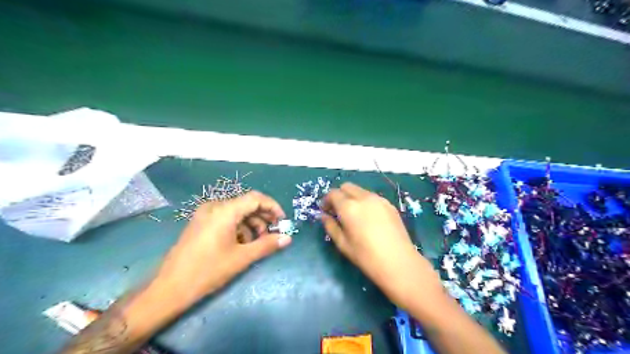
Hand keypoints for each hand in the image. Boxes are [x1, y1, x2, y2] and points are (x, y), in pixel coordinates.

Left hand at [153, 191, 291, 303]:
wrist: (169, 288)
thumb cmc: (208, 271)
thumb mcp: (242, 258)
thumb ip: (267, 245)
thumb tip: (288, 238)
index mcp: (225, 210)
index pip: (256, 198)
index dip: (273, 207)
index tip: (282, 221)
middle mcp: (214, 206)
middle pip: (246, 204)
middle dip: (263, 217)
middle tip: (273, 233)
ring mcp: (205, 214)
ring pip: (237, 212)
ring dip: (251, 223)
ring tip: (258, 242)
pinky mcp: (201, 222)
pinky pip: (226, 218)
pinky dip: (238, 227)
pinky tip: (242, 243)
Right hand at [321, 182, 438, 306]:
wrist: (398, 262)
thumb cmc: (366, 256)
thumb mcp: (342, 244)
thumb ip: (330, 226)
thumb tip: (324, 216)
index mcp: (349, 206)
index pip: (333, 193)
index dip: (326, 201)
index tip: (325, 211)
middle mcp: (363, 197)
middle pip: (347, 187)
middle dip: (339, 195)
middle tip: (338, 211)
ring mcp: (378, 199)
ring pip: (360, 190)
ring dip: (352, 197)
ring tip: (354, 215)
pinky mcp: (389, 204)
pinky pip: (372, 197)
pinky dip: (365, 202)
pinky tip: (369, 218)